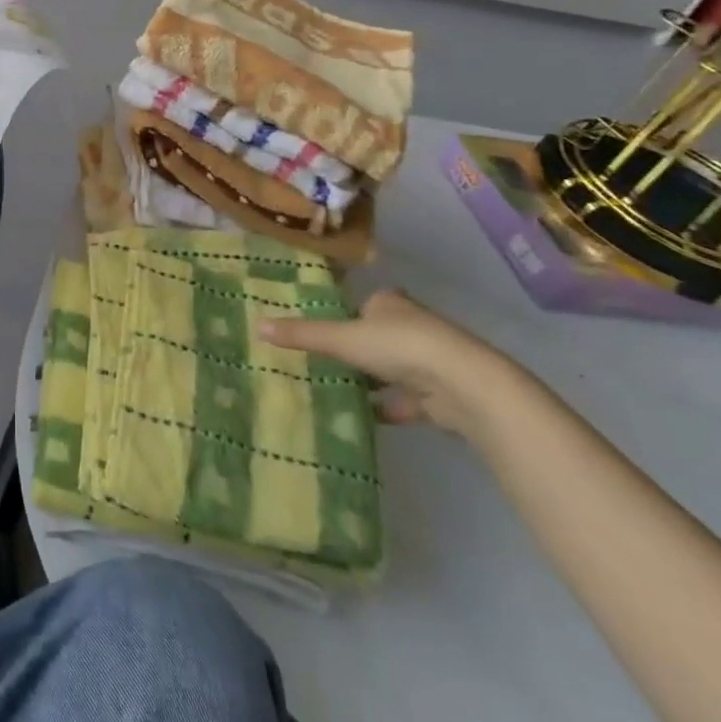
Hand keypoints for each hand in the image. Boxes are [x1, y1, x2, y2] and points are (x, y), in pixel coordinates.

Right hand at [258, 288, 523, 437]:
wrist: (464, 385)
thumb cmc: (400, 347)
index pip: (361, 305)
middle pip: (376, 336)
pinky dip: (389, 408)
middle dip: (355, 351)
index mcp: (390, 303)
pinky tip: (366, 418)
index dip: (342, 317)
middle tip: (321, 364)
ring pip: (392, 370)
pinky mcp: (441, 395)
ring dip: (371, 381)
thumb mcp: (342, 338)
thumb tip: (256, 325)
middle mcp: (412, 326)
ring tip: (337, 391)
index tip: (320, 334)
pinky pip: (407, 401)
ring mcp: (430, 361)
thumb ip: (303, 335)